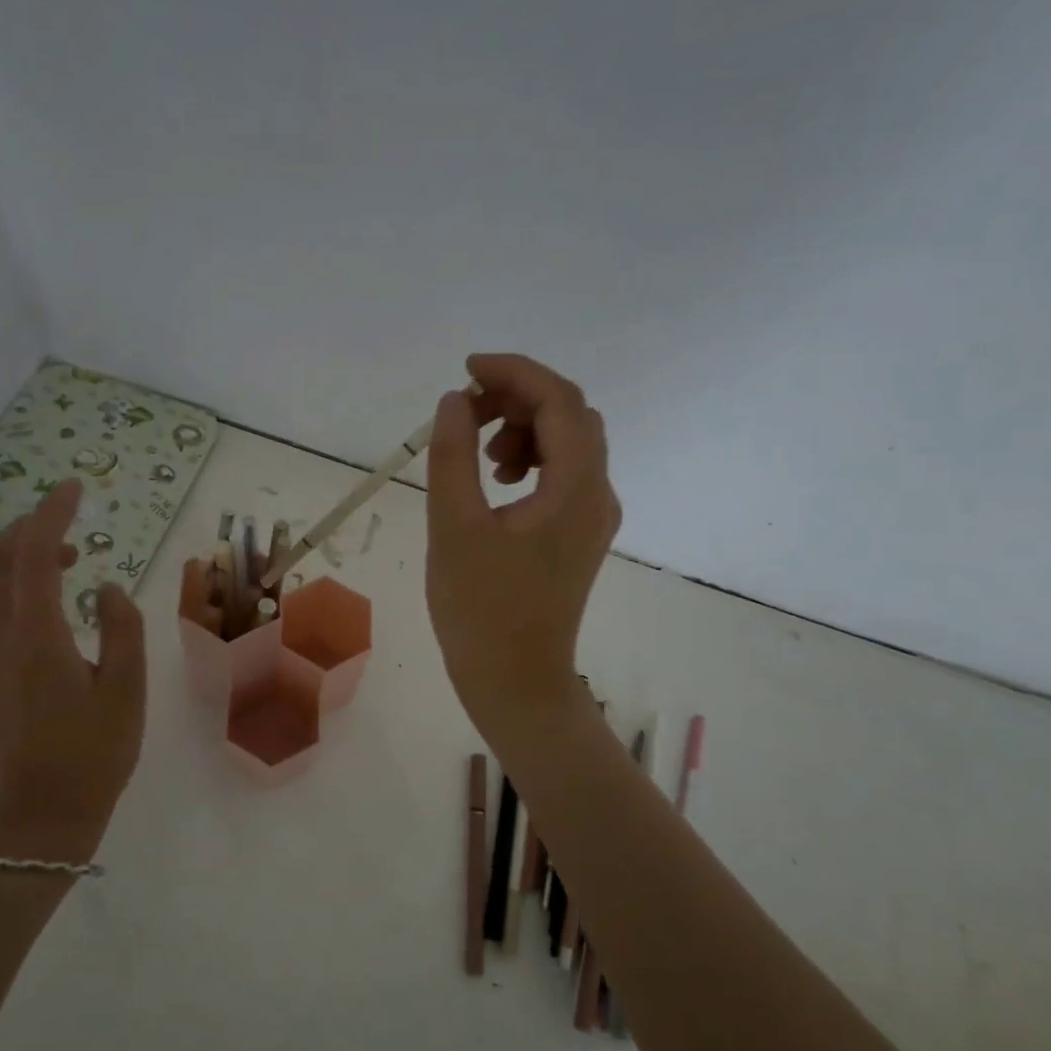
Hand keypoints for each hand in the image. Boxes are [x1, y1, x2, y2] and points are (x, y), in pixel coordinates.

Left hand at [0, 479, 145, 863]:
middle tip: (70, 522)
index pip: (34, 555)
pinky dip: (14, 587)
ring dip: (20, 557)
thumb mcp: (126, 689)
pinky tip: (51, 605)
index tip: (74, 488)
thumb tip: (104, 588)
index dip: (52, 514)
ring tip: (68, 561)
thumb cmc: (94, 753)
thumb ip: (122, 627)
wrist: (40, 817)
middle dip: (28, 528)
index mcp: (36, 637)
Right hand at [426, 354, 619, 733]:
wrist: (515, 681)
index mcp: (575, 489)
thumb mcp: (453, 527)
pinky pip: (565, 474)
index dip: (515, 372)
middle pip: (572, 416)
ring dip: (525, 430)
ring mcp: (594, 517)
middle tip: (467, 413)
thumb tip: (456, 401)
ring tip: (480, 457)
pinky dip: (532, 460)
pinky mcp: (580, 535)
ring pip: (570, 443)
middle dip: (519, 399)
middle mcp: (598, 494)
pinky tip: (497, 483)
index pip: (560, 401)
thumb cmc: (479, 610)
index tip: (467, 370)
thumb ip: (453, 455)